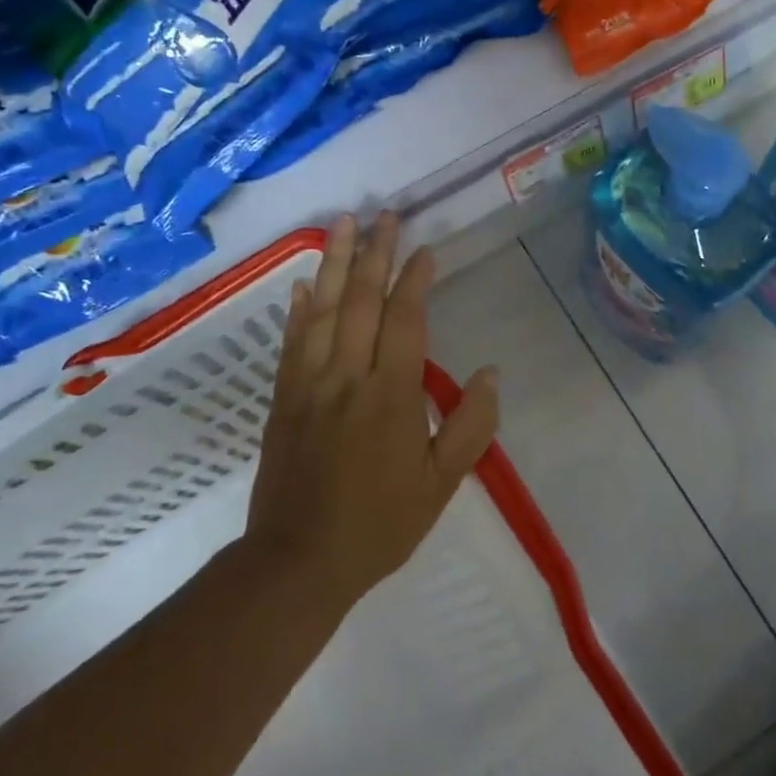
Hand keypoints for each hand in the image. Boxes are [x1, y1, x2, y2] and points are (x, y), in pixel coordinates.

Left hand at [244, 213, 499, 609]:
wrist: (298, 561)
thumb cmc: (378, 524)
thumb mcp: (441, 485)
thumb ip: (471, 427)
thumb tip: (492, 373)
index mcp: (390, 395)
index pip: (404, 320)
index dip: (414, 279)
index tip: (425, 248)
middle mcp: (347, 377)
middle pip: (361, 301)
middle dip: (376, 253)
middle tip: (384, 214)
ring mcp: (308, 383)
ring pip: (323, 310)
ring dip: (335, 263)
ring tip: (344, 224)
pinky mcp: (283, 397)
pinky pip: (292, 341)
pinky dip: (298, 307)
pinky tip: (304, 282)